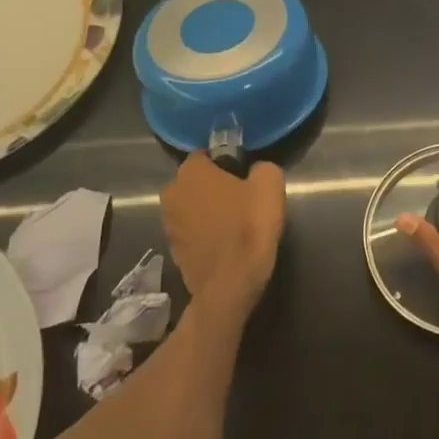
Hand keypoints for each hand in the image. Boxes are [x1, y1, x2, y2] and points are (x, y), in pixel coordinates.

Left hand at [160, 154, 285, 315]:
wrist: (231, 283)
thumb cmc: (249, 226)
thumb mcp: (270, 185)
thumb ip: (261, 168)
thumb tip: (255, 171)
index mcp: (191, 171)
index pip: (206, 155)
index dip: (227, 163)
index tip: (244, 177)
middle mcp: (171, 193)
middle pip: (196, 182)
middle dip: (214, 187)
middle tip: (242, 199)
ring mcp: (168, 224)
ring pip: (192, 207)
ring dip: (208, 211)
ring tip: (234, 224)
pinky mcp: (172, 250)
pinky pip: (191, 232)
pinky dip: (204, 234)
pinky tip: (225, 244)